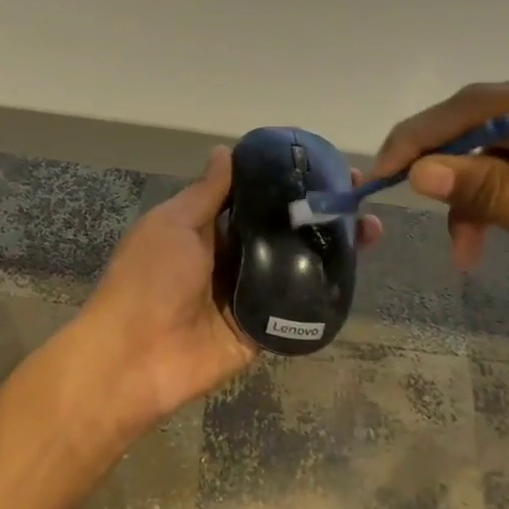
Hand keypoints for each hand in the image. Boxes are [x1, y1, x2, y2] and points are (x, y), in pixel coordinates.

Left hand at [78, 147, 380, 426]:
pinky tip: (358, 268)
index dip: (287, 180)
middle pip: (284, 228)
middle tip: (360, 195)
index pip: (255, 197)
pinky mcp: (263, 327)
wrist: (136, 358)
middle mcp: (232, 256)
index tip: (324, 164)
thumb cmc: (149, 278)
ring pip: (298, 263)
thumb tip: (225, 151)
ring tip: (372, 227)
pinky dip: (326, 288)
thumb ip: (205, 193)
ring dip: (333, 246)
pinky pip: (298, 305)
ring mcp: (250, 292)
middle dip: (320, 211)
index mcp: (207, 228)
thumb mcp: (173, 223)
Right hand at [375, 66, 508, 378]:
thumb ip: (493, 192)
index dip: (425, 136)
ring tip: (470, 248)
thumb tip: (417, 168)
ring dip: (486, 186)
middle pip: (503, 118)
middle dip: (457, 170)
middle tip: (430, 225)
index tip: (379, 174)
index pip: (488, 104)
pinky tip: (508, 224)